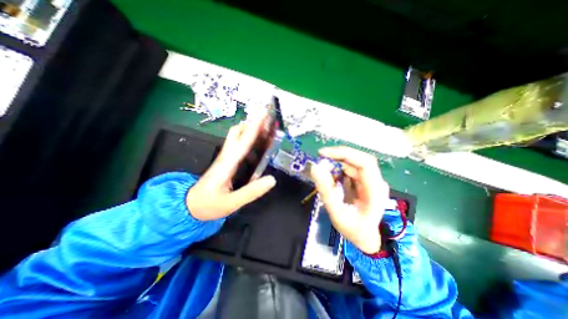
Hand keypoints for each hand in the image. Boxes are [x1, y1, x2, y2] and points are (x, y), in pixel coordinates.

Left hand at [187, 115, 275, 220]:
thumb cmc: (208, 205)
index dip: (254, 128)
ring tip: (265, 128)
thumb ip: (252, 192)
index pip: (242, 142)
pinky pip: (238, 145)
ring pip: (236, 137)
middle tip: (267, 119)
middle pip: (236, 132)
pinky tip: (257, 145)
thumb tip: (272, 179)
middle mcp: (225, 157)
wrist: (189, 206)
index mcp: (227, 165)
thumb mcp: (231, 203)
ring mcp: (224, 158)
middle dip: (251, 123)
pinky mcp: (225, 161)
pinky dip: (248, 140)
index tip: (263, 115)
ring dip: (250, 129)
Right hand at [310, 147, 391, 253]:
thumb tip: (315, 168)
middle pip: (358, 160)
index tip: (324, 153)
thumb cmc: (354, 229)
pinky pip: (349, 170)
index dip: (344, 154)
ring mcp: (370, 181)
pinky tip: (331, 179)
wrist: (366, 238)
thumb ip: (326, 191)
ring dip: (336, 165)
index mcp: (375, 190)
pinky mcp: (363, 182)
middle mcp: (376, 181)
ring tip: (324, 174)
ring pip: (352, 164)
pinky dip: (338, 171)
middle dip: (338, 157)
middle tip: (320, 158)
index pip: (364, 162)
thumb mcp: (337, 213)